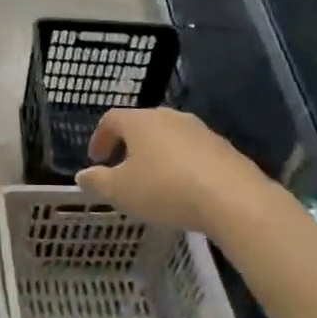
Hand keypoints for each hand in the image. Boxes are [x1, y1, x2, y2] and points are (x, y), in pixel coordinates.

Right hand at [75, 107, 272, 233]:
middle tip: (122, 168)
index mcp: (140, 122)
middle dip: (129, 145)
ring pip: (170, 138)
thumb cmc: (165, 189)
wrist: (233, 199)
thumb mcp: (119, 191)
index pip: (112, 119)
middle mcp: (170, 118)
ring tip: (153, 182)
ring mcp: (201, 131)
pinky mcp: (224, 149)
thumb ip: (97, 182)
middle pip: (142, 125)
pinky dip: (181, 166)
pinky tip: (183, 190)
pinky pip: (193, 153)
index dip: (100, 138)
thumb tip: (83, 175)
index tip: (96, 159)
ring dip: (157, 156)